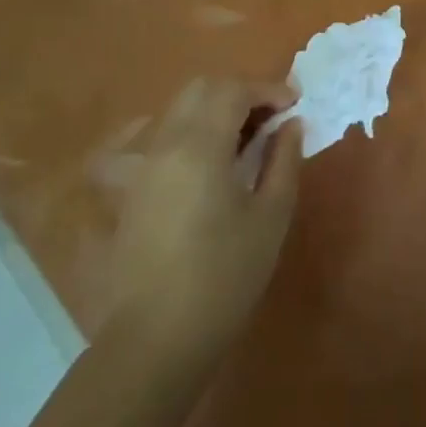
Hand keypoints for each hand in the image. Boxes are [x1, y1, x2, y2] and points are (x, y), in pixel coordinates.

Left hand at [103, 76, 303, 367]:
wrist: (156, 338)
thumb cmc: (224, 277)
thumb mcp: (270, 218)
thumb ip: (283, 161)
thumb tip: (291, 125)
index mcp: (199, 145)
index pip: (233, 90)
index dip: (268, 89)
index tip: (294, 105)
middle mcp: (164, 142)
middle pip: (201, 89)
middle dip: (240, 92)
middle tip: (271, 118)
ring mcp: (142, 164)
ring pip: (178, 110)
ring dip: (215, 109)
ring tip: (244, 139)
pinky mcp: (131, 187)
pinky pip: (159, 137)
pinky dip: (188, 131)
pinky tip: (203, 160)